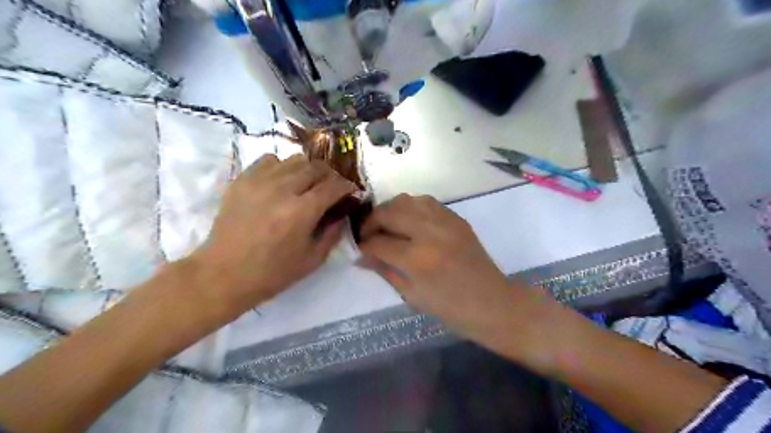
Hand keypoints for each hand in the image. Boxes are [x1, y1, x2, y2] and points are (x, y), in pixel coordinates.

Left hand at [187, 154, 356, 319]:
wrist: (223, 274)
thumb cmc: (272, 273)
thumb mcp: (313, 260)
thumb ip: (333, 233)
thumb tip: (342, 213)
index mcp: (301, 211)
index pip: (334, 185)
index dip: (347, 186)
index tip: (350, 192)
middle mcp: (282, 189)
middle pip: (316, 167)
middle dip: (330, 176)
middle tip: (332, 188)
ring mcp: (259, 181)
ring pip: (294, 159)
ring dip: (308, 170)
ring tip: (307, 184)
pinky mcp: (242, 180)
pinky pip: (270, 160)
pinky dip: (283, 167)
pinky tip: (282, 182)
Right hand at [358, 194, 550, 355]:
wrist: (491, 302)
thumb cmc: (450, 308)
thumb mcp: (412, 295)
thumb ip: (385, 270)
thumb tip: (362, 256)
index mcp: (417, 259)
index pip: (379, 243)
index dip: (364, 245)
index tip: (359, 248)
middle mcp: (429, 233)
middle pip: (389, 212)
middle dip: (372, 221)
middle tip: (368, 234)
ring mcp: (445, 221)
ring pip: (406, 200)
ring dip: (390, 210)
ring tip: (386, 224)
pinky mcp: (456, 218)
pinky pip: (426, 202)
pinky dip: (410, 207)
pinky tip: (407, 220)